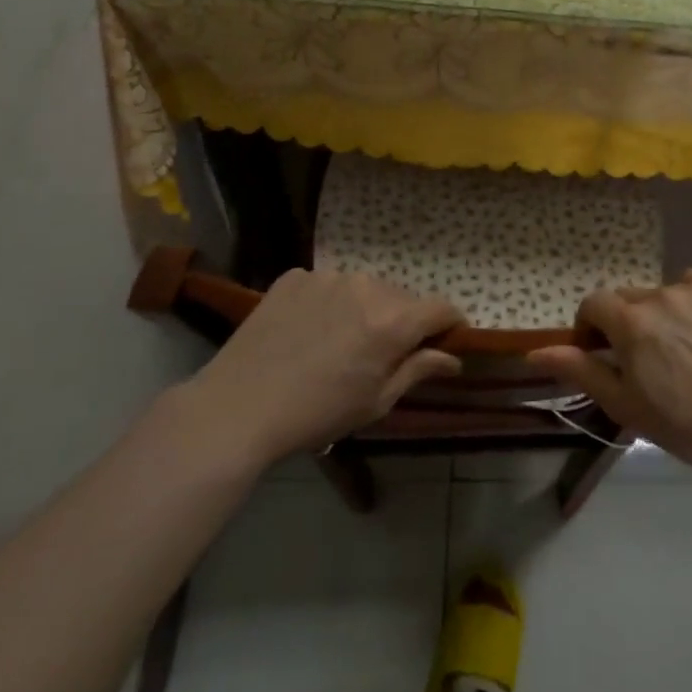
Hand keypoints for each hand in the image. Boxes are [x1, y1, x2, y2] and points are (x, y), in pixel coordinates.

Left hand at [185, 269, 463, 467]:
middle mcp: (366, 287)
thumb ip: (418, 370)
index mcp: (392, 321)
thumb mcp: (376, 402)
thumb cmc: (316, 414)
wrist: (238, 407)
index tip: (445, 340)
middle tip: (380, 354)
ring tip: (338, 341)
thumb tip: (453, 357)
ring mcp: (327, 277)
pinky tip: (307, 331)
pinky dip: (328, 303)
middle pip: (401, 298)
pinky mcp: (294, 277)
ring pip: (363, 288)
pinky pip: (326, 286)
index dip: (450, 324)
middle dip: (402, 320)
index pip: (441, 308)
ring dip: (364, 308)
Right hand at [528, 268, 691, 481]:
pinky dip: (688, 302)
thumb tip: (534, 351)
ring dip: (658, 314)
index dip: (590, 328)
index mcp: (631, 322)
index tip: (602, 355)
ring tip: (678, 350)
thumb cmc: (683, 423)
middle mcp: (660, 294)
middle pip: (626, 300)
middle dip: (625, 324)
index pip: (593, 304)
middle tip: (643, 361)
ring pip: (660, 294)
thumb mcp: (623, 404)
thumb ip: (579, 370)